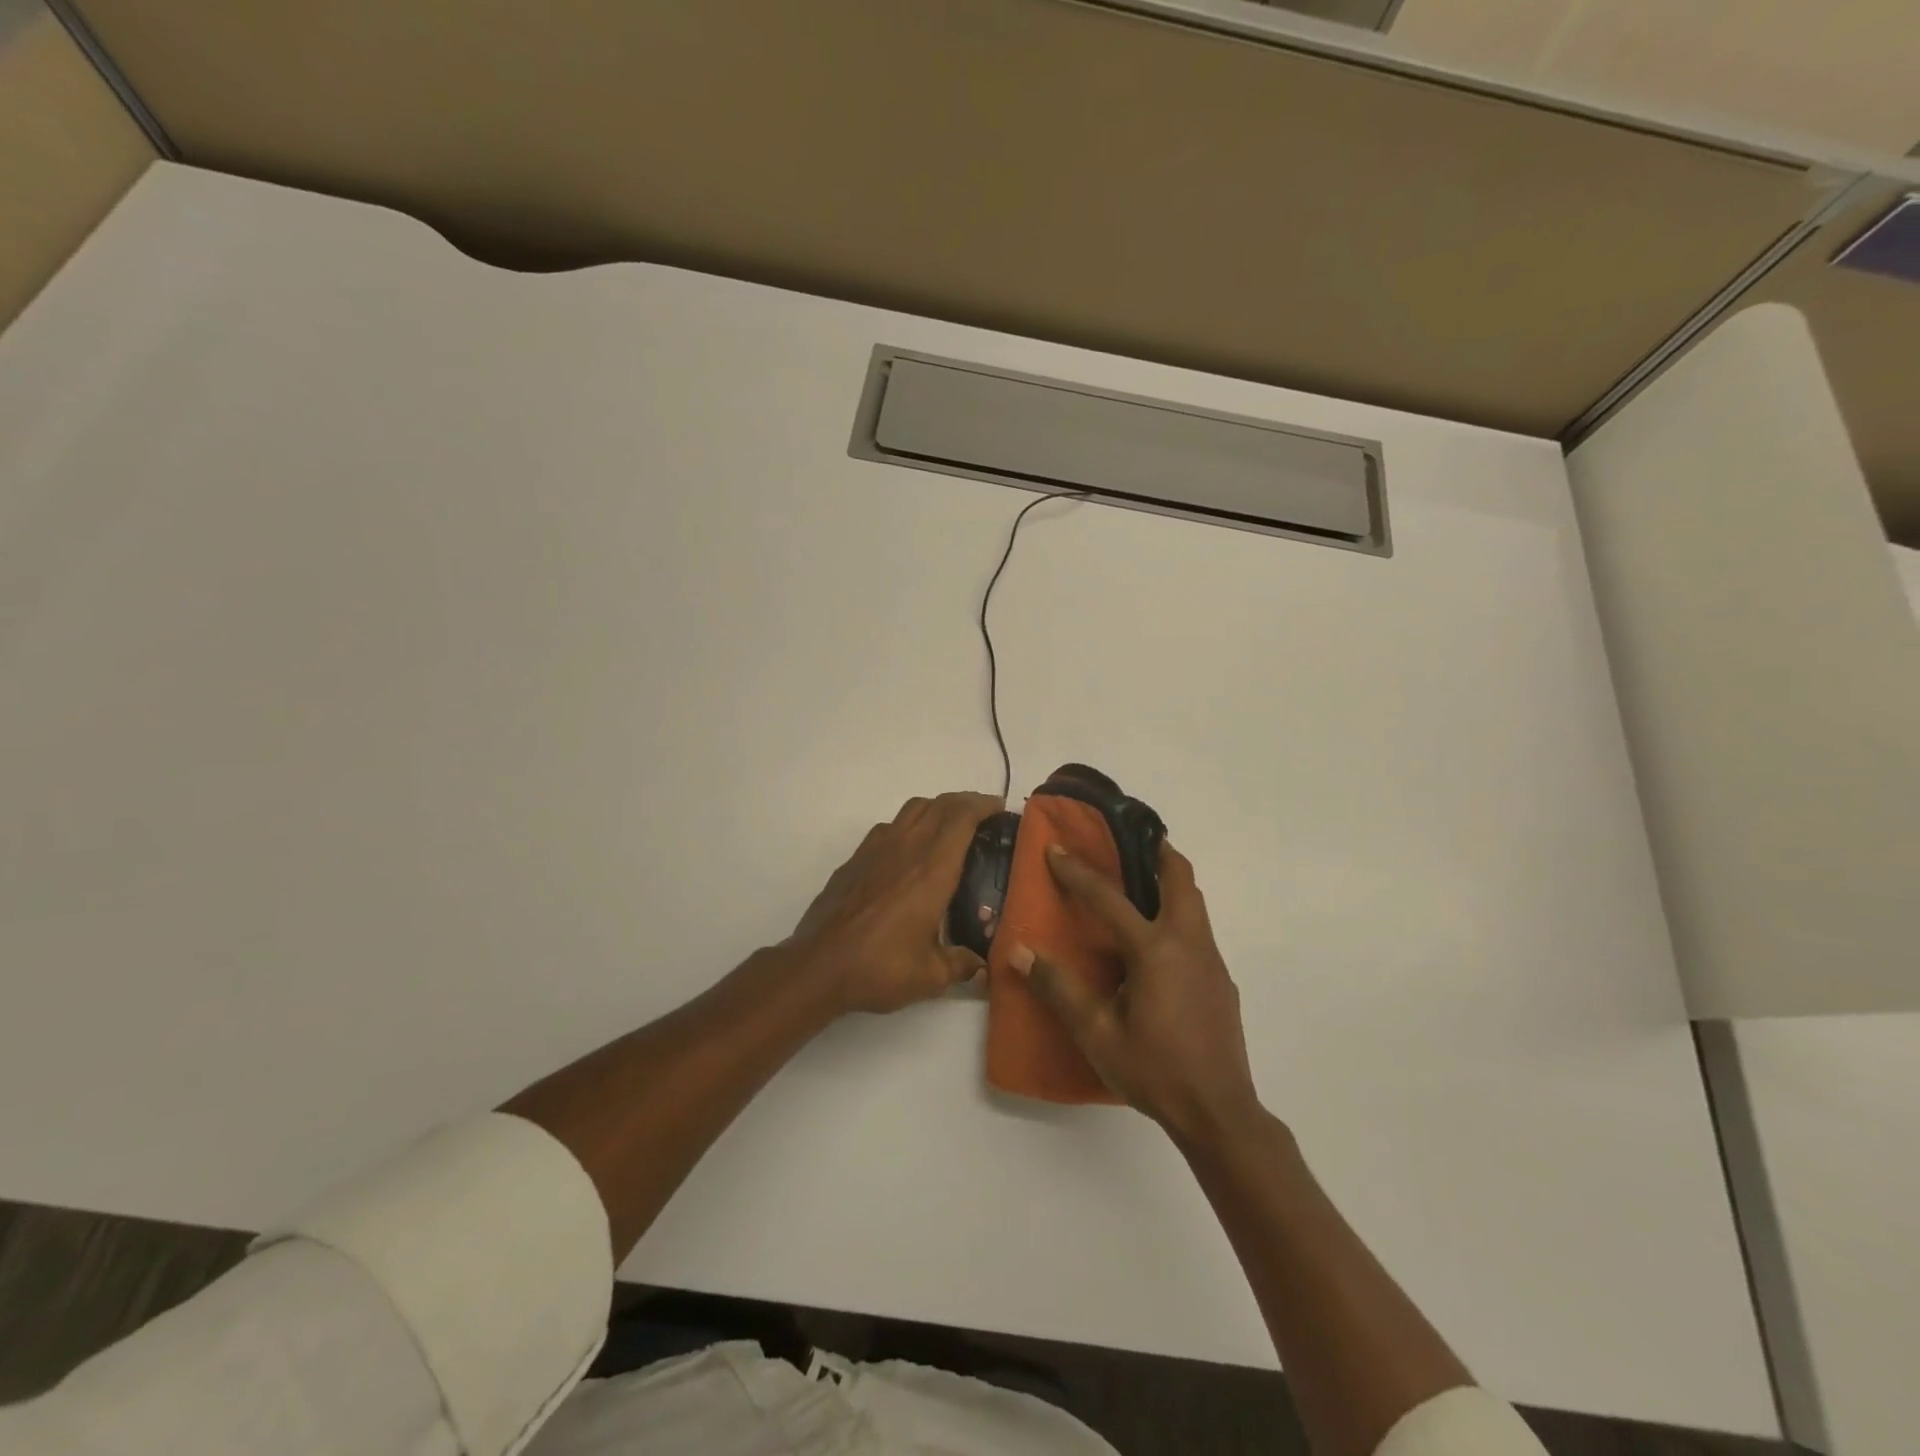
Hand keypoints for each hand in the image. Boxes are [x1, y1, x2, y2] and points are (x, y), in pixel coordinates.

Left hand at [786, 791, 1002, 1014]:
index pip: (962, 817)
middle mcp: (907, 848)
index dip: (983, 805)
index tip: (1000, 809)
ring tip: (949, 827)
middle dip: (965, 802)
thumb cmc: (880, 967)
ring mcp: (877, 849)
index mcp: (933, 869)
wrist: (819, 966)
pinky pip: (890, 826)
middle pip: (940, 804)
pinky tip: (910, 851)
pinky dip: (909, 825)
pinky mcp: (856, 858)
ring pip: (913, 809)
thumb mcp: (930, 976)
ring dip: (937, 808)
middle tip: (983, 816)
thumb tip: (980, 966)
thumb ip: (961, 965)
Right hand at [1012, 842, 1262, 1145]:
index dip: (1078, 871)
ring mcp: (1211, 961)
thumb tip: (1019, 953)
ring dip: (1170, 882)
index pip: (1110, 898)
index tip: (1056, 848)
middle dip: (1157, 852)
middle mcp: (1188, 944)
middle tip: (1130, 840)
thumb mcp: (1097, 1034)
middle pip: (1180, 879)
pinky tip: (1157, 946)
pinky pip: (1198, 931)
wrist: (1219, 1113)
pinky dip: (1177, 915)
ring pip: (1194, 903)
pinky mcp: (1221, 981)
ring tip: (1141, 882)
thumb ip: (1059, 989)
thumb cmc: (1154, 1070)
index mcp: (1155, 950)